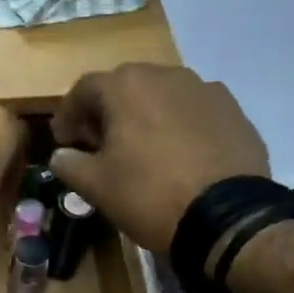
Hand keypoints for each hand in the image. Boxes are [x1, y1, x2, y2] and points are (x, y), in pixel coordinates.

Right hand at [50, 64, 271, 253]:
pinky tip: (177, 154)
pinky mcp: (233, 111)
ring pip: (161, 96)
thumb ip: (69, 164)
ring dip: (143, 115)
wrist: (226, 216)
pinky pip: (192, 111)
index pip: (84, 89)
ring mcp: (204, 90)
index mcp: (127, 87)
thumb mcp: (95, 186)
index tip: (63, 140)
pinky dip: (177, 125)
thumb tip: (61, 155)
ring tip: (140, 148)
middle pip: (125, 86)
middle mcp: (166, 75)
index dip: (68, 114)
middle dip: (106, 111)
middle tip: (98, 143)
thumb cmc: (149, 194)